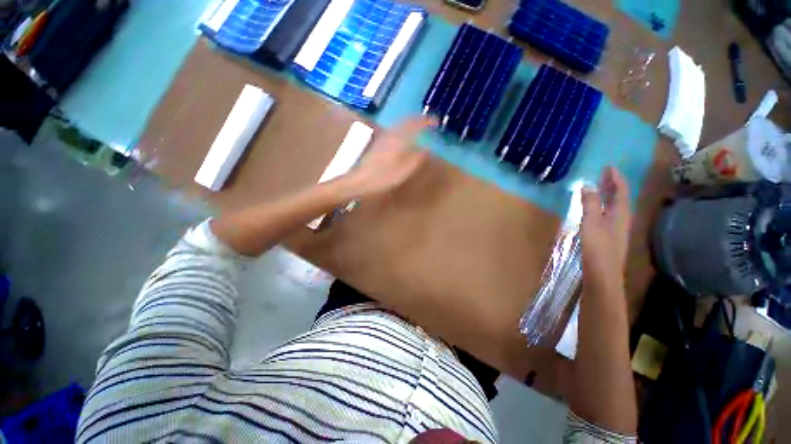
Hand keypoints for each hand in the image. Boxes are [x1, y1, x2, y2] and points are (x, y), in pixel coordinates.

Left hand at [343, 117, 435, 198]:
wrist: (359, 180)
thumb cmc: (383, 176)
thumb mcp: (404, 170)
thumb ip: (417, 158)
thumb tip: (427, 149)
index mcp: (399, 138)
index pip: (416, 124)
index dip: (427, 121)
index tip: (436, 122)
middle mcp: (391, 133)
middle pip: (406, 120)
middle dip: (419, 120)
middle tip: (428, 123)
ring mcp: (383, 137)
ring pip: (399, 125)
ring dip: (410, 124)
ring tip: (419, 129)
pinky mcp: (378, 144)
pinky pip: (394, 131)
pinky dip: (403, 130)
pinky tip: (404, 138)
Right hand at [581, 167, 631, 292]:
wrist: (603, 274)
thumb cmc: (597, 248)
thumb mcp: (591, 224)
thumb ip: (590, 204)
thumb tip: (588, 185)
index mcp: (621, 214)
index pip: (621, 191)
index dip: (616, 178)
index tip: (609, 166)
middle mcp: (622, 218)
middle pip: (620, 197)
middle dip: (613, 184)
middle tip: (604, 173)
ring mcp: (617, 227)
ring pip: (615, 206)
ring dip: (609, 194)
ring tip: (600, 186)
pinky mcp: (610, 235)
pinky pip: (609, 213)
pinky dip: (604, 205)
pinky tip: (597, 207)